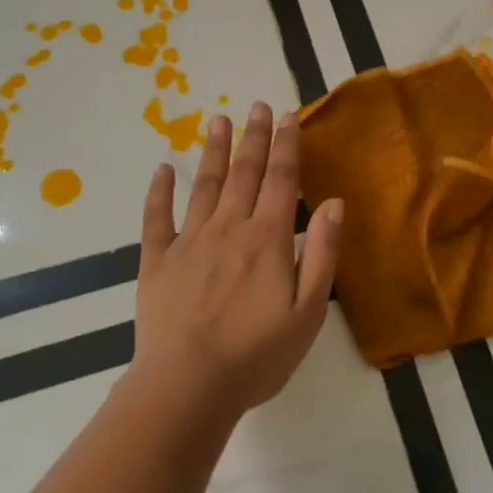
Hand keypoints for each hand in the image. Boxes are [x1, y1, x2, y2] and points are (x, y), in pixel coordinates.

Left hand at [131, 101, 342, 428]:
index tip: (287, 115)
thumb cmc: (256, 355)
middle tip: (256, 105)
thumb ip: (322, 254)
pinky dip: (158, 192)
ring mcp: (189, 242)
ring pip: (204, 185)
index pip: (281, 180)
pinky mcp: (157, 261)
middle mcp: (229, 228)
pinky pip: (156, 218)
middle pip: (244, 172)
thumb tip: (335, 204)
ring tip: (216, 119)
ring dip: (212, 150)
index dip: (286, 145)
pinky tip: (162, 170)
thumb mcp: (308, 312)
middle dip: (253, 137)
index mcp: (267, 239)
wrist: (187, 387)